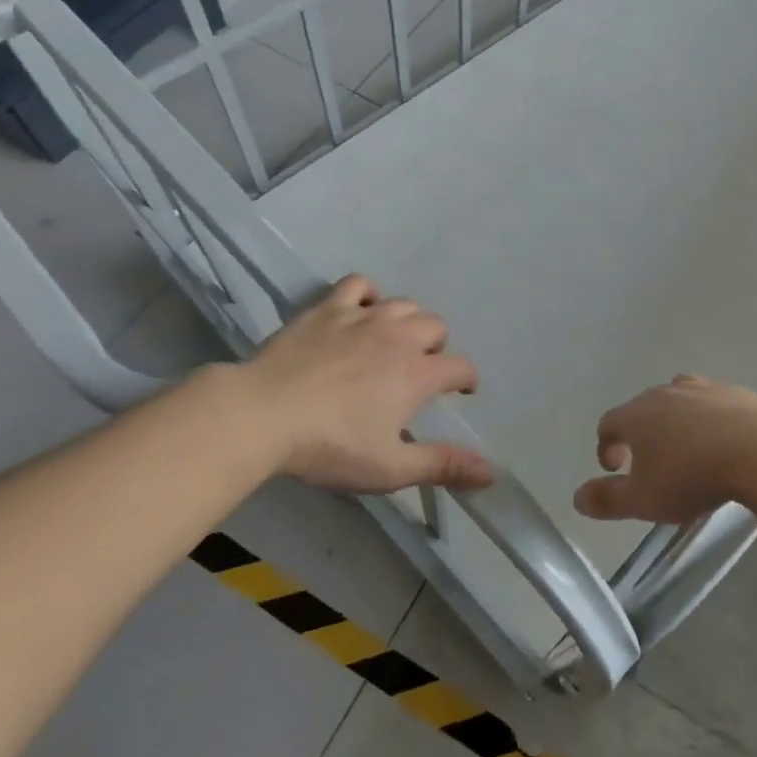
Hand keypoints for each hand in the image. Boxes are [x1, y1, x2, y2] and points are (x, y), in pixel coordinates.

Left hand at [238, 275, 491, 494]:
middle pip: (436, 326)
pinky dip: (367, 294)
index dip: (467, 379)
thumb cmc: (330, 446)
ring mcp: (363, 317)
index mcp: (418, 374)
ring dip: (408, 320)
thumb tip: (492, 472)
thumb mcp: (390, 468)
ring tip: (394, 340)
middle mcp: (399, 337)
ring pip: (403, 303)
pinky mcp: (328, 308)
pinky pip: (359, 284)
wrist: (263, 414)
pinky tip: (360, 311)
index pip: (460, 367)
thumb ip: (442, 466)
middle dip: (437, 346)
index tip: (462, 390)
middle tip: (421, 368)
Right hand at [574, 375, 756, 523]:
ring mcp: (704, 388)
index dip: (606, 446)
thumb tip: (577, 497)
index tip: (615, 470)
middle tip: (649, 464)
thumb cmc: (693, 476)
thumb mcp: (644, 500)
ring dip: (675, 424)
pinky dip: (709, 421)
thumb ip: (608, 499)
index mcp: (637, 414)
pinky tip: (722, 444)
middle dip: (640, 434)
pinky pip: (713, 405)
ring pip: (678, 401)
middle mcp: (666, 392)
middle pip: (643, 408)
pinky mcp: (737, 393)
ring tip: (686, 451)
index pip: (609, 423)